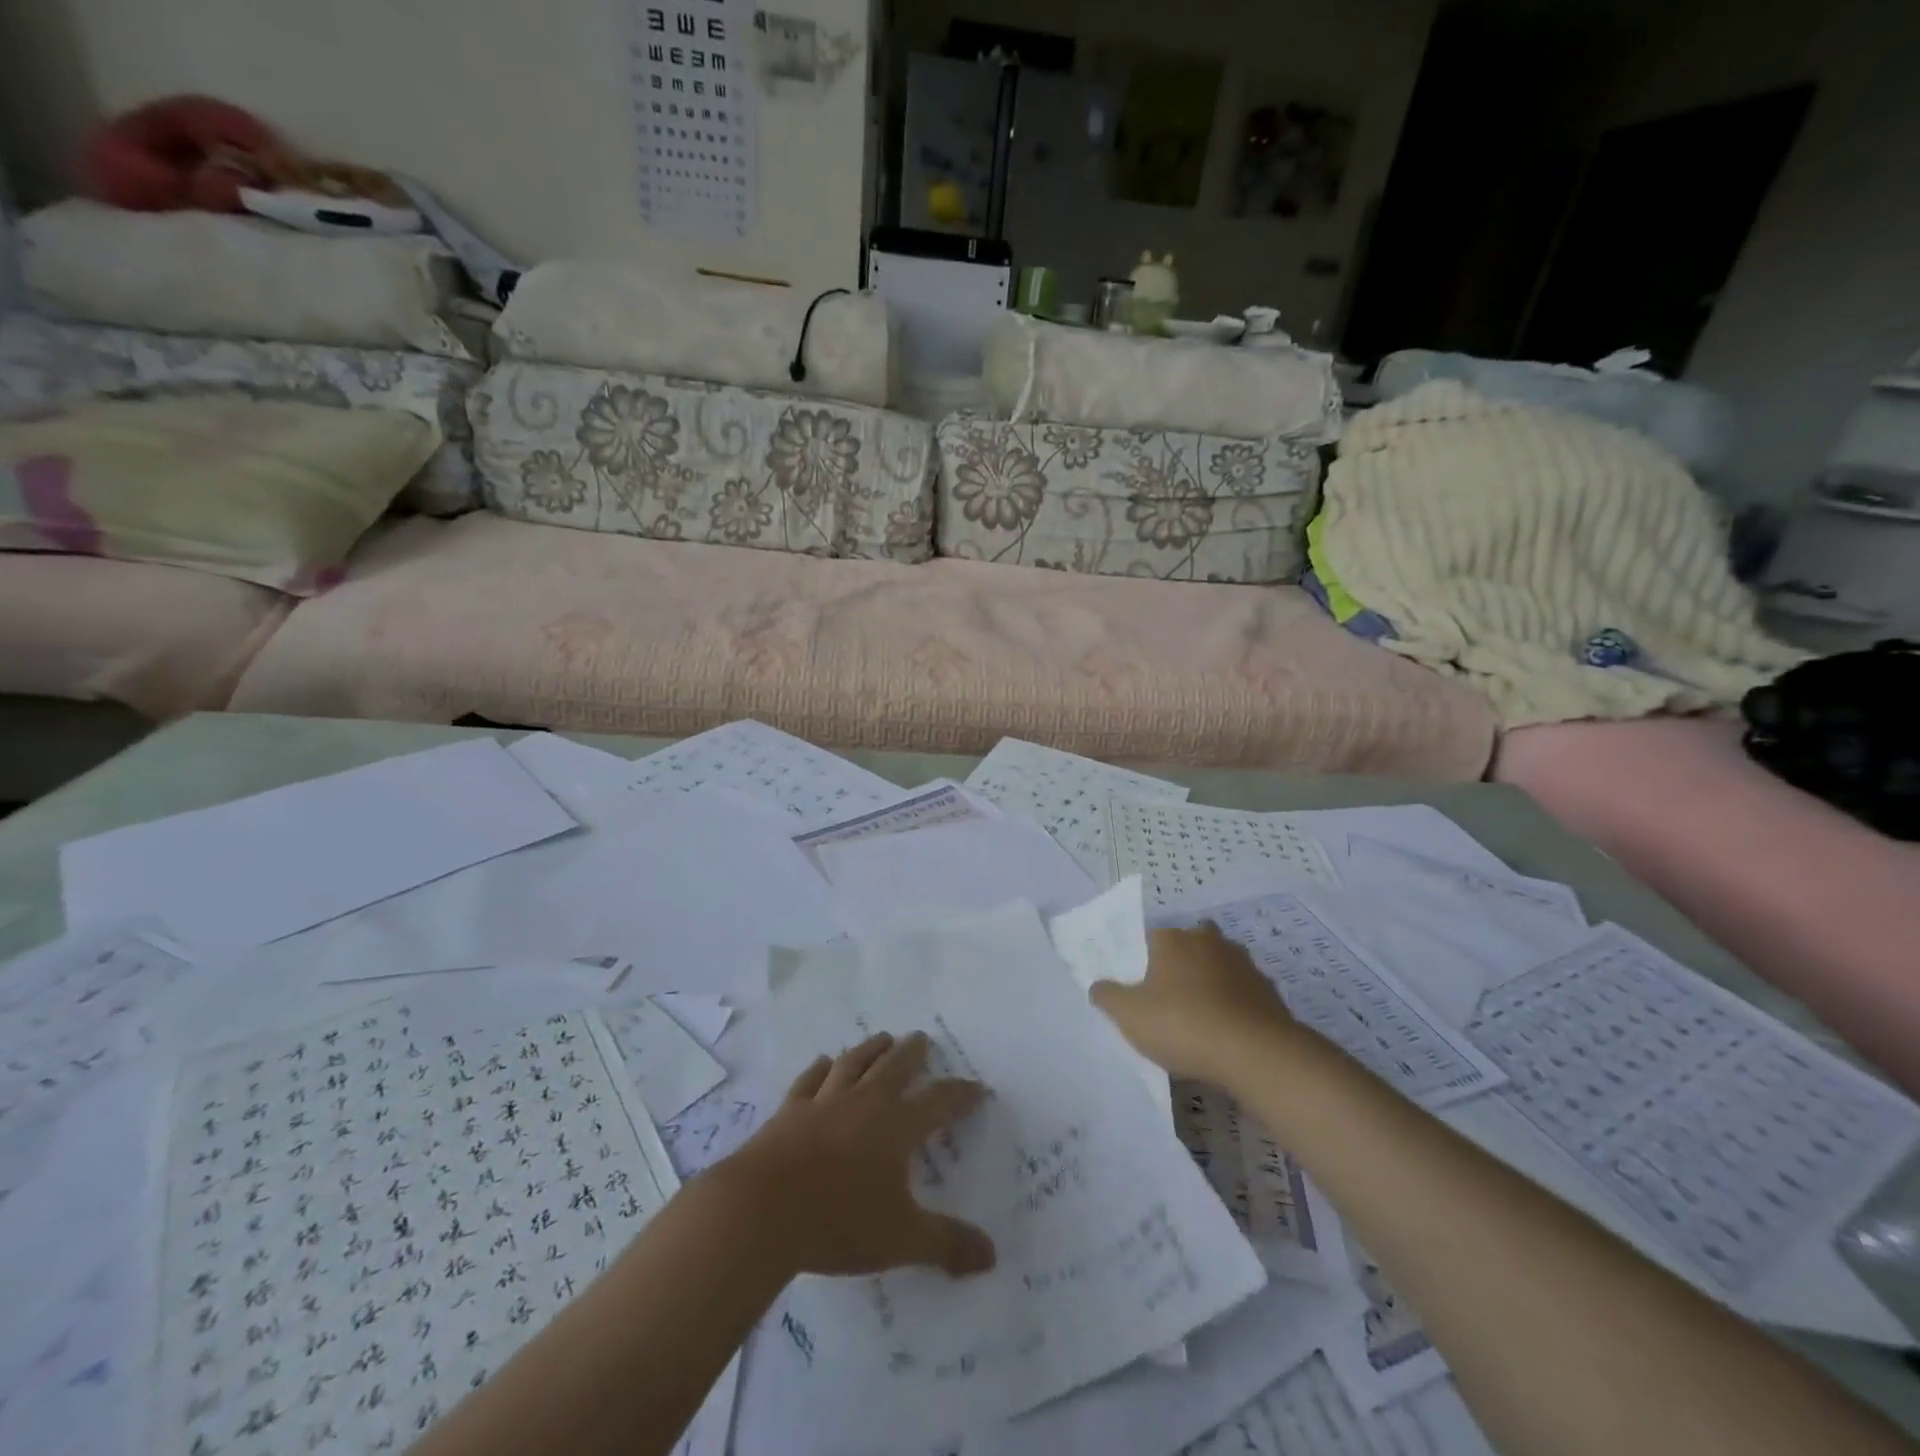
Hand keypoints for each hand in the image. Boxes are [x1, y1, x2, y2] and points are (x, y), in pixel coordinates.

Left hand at [716, 1032, 996, 1279]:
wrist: (762, 1209)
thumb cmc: (838, 1222)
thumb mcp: (901, 1240)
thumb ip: (946, 1245)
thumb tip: (992, 1256)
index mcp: (896, 1127)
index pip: (939, 1102)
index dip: (960, 1095)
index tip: (977, 1088)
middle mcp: (864, 1103)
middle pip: (894, 1067)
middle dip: (912, 1053)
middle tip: (922, 1038)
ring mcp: (824, 1102)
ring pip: (854, 1063)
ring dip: (871, 1049)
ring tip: (882, 1038)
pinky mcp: (790, 1111)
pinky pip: (810, 1080)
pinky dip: (819, 1069)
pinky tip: (823, 1062)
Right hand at [1090, 922, 1300, 1080]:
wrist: (1256, 1053)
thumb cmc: (1183, 1024)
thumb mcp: (1129, 1015)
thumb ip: (1108, 996)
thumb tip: (1098, 986)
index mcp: (1172, 939)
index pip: (1150, 938)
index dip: (1143, 961)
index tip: (1140, 988)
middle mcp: (1208, 941)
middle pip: (1188, 947)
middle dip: (1180, 966)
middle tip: (1169, 998)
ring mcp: (1243, 964)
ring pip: (1218, 967)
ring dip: (1210, 984)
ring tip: (1199, 1019)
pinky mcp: (1268, 991)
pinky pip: (1242, 993)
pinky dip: (1234, 1006)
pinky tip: (1226, 1033)